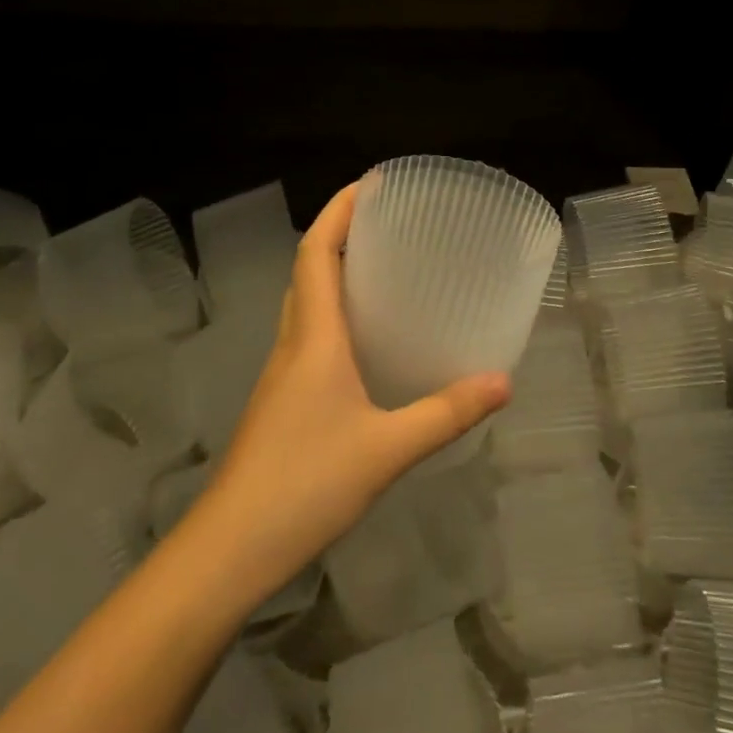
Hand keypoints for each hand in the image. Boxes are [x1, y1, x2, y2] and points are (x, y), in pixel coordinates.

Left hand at [191, 182, 511, 595]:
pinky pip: (307, 335)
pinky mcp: (280, 401)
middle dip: (339, 233)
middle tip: (385, 222)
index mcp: (314, 336)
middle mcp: (293, 343)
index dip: (338, 210)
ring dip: (332, 272)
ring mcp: (281, 373)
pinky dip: (331, 314)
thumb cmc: (305, 483)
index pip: (317, 251)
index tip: (369, 184)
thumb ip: (446, 413)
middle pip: (308, 268)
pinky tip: (363, 342)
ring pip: (304, 302)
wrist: (229, 549)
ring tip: (379, 268)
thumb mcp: (387, 448)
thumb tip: (503, 382)